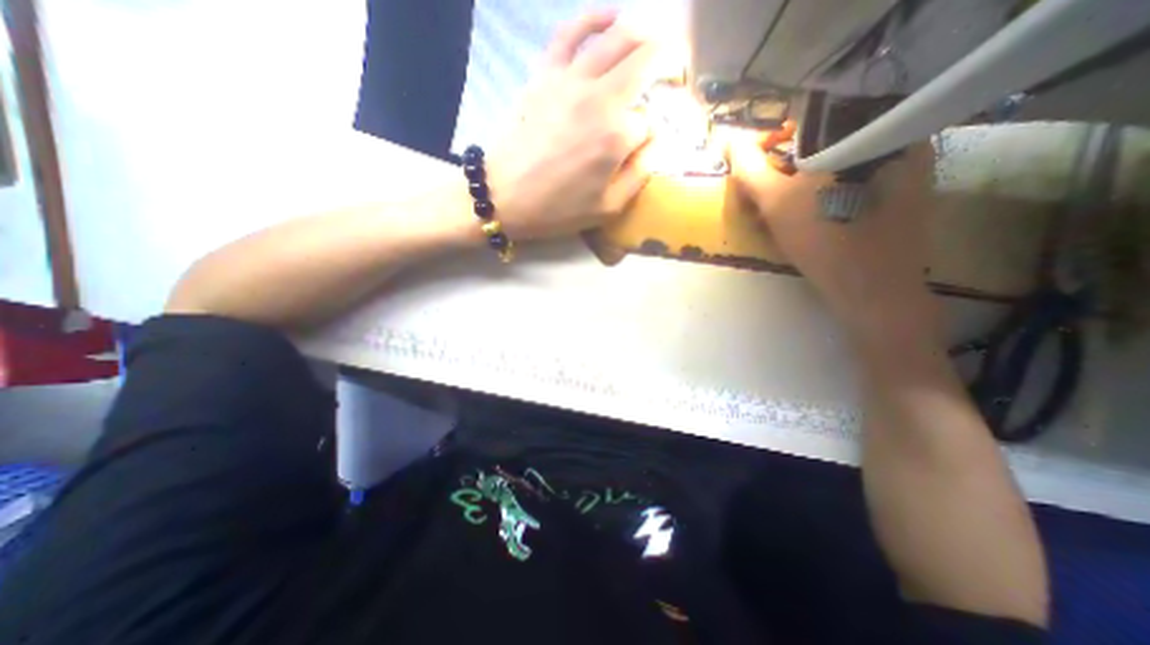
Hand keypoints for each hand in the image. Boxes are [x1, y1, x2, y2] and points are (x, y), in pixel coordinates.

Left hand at [486, 11, 656, 240]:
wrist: (503, 196)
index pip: (649, 123)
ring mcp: (571, 80)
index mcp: (616, 136)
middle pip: (645, 62)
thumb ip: (640, 174)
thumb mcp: (607, 208)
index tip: (646, 145)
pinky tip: (612, 17)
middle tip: (674, 73)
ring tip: (655, 42)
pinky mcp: (545, 73)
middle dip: (668, 63)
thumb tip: (657, 143)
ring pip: (618, 37)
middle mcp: (600, 98)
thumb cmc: (557, 209)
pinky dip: (595, 18)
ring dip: (645, 35)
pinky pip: (572, 32)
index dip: (652, 135)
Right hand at [732, 134, 937, 340]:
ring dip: (803, 177)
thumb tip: (729, 140)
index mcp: (865, 127)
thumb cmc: (822, 240)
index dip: (773, 136)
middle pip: (825, 137)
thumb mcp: (775, 202)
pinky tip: (811, 213)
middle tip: (766, 191)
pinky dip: (826, 188)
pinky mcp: (907, 186)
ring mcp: (906, 160)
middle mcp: (893, 133)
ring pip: (838, 158)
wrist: (873, 289)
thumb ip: (749, 168)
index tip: (755, 163)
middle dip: (787, 163)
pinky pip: (855, 174)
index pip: (810, 113)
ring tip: (783, 207)